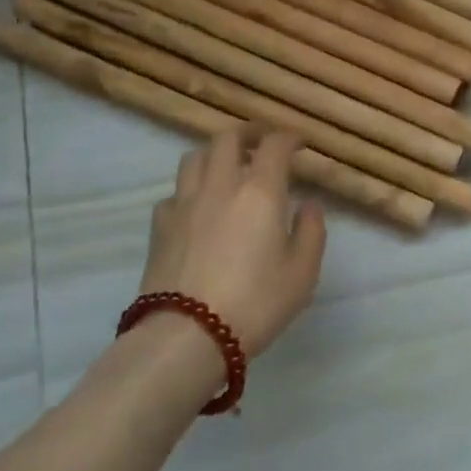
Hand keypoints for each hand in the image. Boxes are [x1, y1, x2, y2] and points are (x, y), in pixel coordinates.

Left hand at [143, 126, 326, 356]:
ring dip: (214, 154)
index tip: (299, 144)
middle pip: (227, 138)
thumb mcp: (302, 272)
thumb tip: (307, 205)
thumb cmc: (255, 303)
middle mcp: (220, 185)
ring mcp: (184, 204)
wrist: (186, 337)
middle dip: (248, 133)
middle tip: (261, 142)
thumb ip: (311, 231)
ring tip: (225, 167)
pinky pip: (174, 193)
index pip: (274, 145)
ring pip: (194, 157)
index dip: (288, 138)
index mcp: (260, 191)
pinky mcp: (159, 227)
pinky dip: (189, 191)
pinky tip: (197, 208)